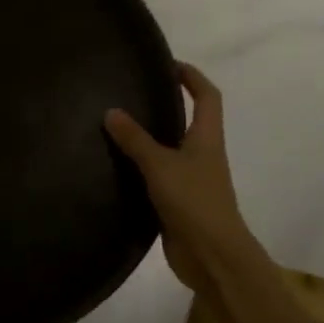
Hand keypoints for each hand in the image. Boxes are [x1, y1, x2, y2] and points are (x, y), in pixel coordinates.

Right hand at [105, 62, 259, 287]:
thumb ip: (135, 139)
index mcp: (207, 139)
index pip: (207, 96)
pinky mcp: (177, 202)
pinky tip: (115, 165)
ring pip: (170, 149)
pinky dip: (140, 167)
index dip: (192, 77)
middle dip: (167, 104)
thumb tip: (111, 111)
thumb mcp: (160, 165)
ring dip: (149, 136)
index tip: (168, 64)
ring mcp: (191, 180)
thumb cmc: (194, 203)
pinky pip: (156, 175)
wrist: (212, 257)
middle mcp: (202, 155)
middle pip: (189, 120)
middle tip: (132, 92)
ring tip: (116, 125)